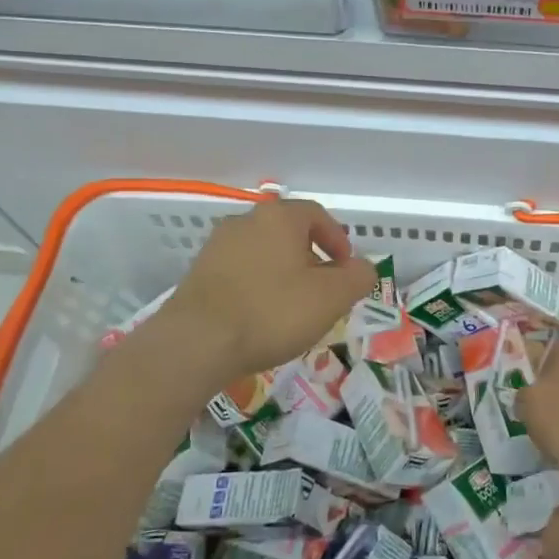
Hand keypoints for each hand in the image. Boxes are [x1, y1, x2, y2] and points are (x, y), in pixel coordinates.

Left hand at [158, 199, 374, 382]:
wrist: (196, 343)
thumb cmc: (272, 312)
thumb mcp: (332, 297)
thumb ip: (358, 277)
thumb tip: (362, 267)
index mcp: (279, 217)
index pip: (317, 214)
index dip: (338, 240)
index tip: (346, 269)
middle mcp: (245, 221)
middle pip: (289, 233)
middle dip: (312, 259)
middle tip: (323, 291)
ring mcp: (217, 247)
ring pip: (264, 254)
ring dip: (284, 274)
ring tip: (293, 309)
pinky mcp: (198, 274)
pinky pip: (240, 273)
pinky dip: (258, 288)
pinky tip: (261, 318)